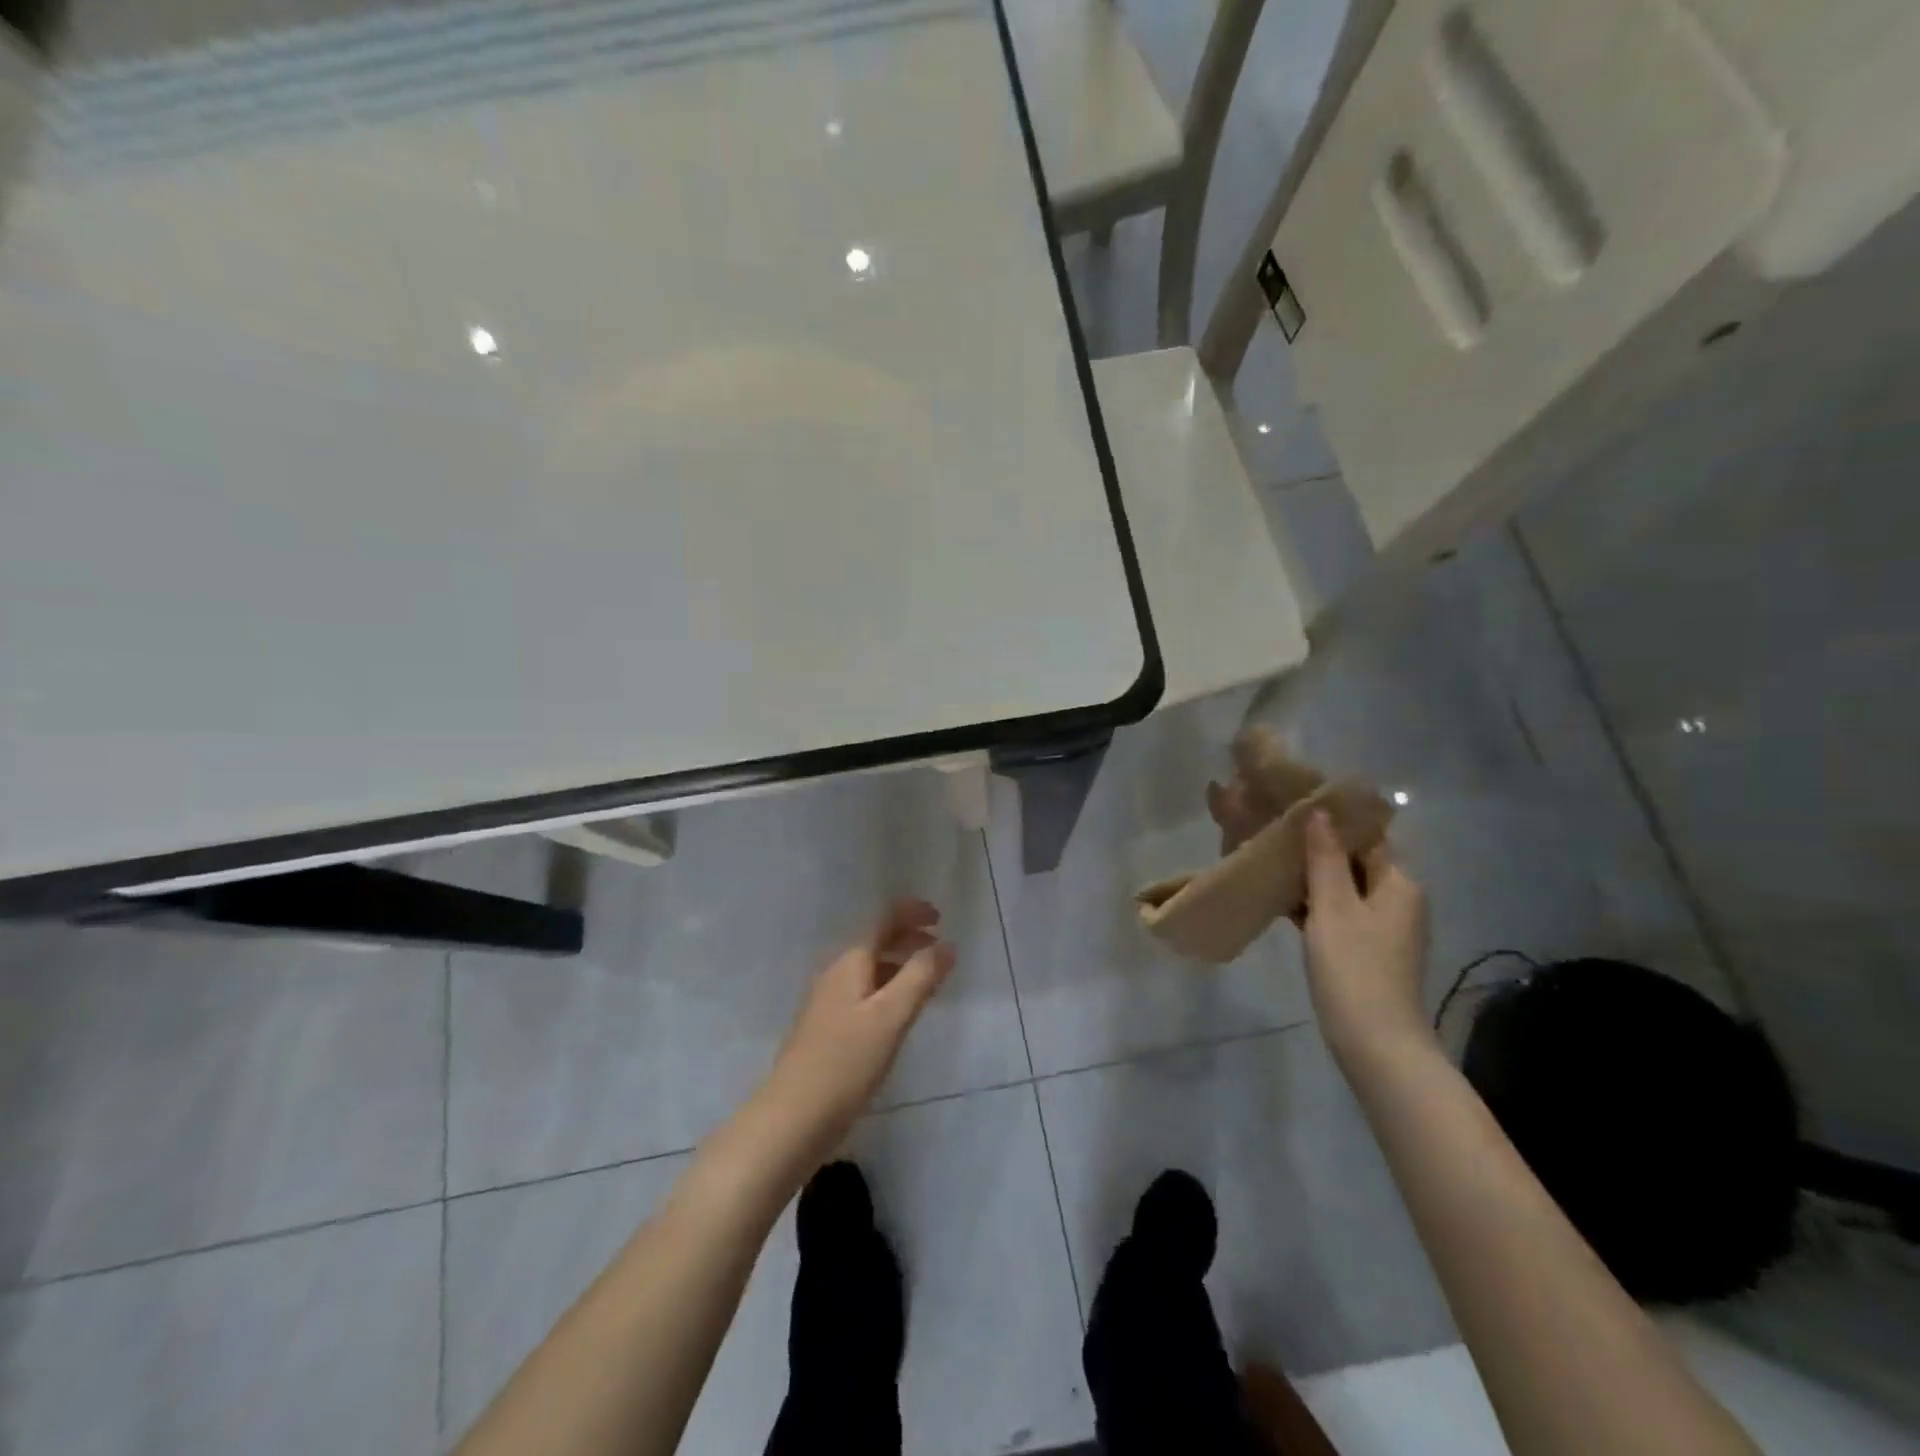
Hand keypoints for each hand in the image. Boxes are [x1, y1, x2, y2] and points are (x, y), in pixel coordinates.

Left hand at [760, 899, 955, 1166]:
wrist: (793, 1117)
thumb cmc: (846, 1061)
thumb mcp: (892, 1016)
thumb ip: (920, 976)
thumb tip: (947, 945)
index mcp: (850, 962)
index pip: (882, 920)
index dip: (911, 912)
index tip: (940, 917)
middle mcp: (835, 973)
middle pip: (874, 941)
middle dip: (907, 937)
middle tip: (939, 948)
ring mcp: (826, 1001)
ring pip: (868, 969)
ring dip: (898, 964)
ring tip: (926, 981)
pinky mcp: (825, 1029)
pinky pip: (861, 993)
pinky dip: (886, 989)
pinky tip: (897, 1015)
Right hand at [1299, 810, 1430, 1063]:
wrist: (1376, 1044)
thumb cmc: (1354, 969)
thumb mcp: (1333, 908)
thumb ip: (1325, 858)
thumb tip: (1320, 812)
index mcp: (1398, 883)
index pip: (1368, 836)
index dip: (1334, 820)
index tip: (1294, 806)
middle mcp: (1397, 899)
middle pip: (1355, 860)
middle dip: (1316, 846)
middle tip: (1274, 832)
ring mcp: (1383, 927)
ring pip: (1344, 887)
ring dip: (1312, 875)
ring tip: (1271, 859)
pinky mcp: (1367, 949)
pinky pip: (1339, 912)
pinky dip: (1315, 903)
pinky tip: (1281, 899)